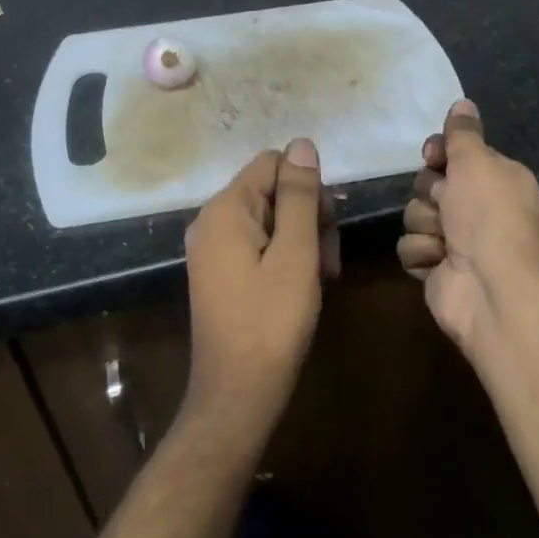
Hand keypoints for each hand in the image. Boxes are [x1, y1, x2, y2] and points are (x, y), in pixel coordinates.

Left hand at [183, 139, 339, 432]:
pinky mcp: (220, 273)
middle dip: (308, 217)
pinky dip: (286, 258)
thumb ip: (300, 196)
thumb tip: (301, 143)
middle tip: (328, 261)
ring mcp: (212, 250)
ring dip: (303, 241)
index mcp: (224, 210)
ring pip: (270, 220)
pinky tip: (303, 286)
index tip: (326, 228)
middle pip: (272, 191)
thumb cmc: (272, 322)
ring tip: (321, 278)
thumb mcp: (296, 254)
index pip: (273, 163)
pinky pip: (258, 245)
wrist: (238, 394)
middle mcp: (211, 222)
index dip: (307, 188)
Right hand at [398, 101, 538, 354]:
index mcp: (496, 180)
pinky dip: (422, 254)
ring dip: (426, 226)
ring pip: (414, 215)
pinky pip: (409, 247)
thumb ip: (464, 133)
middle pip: (429, 184)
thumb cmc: (489, 217)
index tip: (434, 157)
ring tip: (447, 241)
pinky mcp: (436, 268)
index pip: (454, 155)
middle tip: (446, 205)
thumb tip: (463, 102)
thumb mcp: (478, 163)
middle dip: (431, 194)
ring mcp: (456, 241)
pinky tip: (440, 263)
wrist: (491, 288)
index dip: (438, 154)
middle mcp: (477, 208)